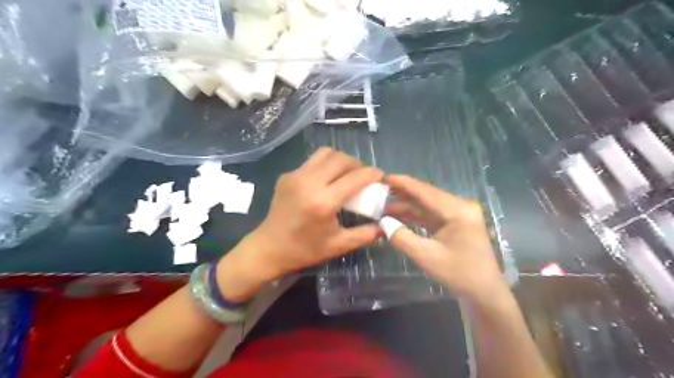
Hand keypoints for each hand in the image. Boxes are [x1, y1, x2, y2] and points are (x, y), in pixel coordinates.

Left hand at [221, 147, 384, 295]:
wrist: (268, 248)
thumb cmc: (304, 250)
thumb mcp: (338, 245)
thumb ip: (366, 235)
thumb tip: (386, 225)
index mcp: (323, 202)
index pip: (355, 178)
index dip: (372, 173)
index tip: (381, 176)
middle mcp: (309, 182)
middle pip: (341, 159)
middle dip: (358, 164)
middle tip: (364, 176)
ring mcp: (295, 176)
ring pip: (326, 153)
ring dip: (341, 160)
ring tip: (347, 174)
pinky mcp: (287, 175)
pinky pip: (312, 161)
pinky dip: (326, 164)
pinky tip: (328, 179)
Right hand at [381, 175, 508, 306]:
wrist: (484, 293)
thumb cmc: (459, 274)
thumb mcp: (427, 257)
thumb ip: (402, 238)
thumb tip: (383, 222)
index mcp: (458, 210)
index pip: (426, 191)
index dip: (404, 183)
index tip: (384, 177)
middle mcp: (460, 206)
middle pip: (426, 196)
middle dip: (402, 194)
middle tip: (380, 191)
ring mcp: (459, 215)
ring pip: (427, 205)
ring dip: (407, 206)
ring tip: (383, 204)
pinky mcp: (455, 223)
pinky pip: (431, 215)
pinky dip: (415, 216)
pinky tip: (398, 216)